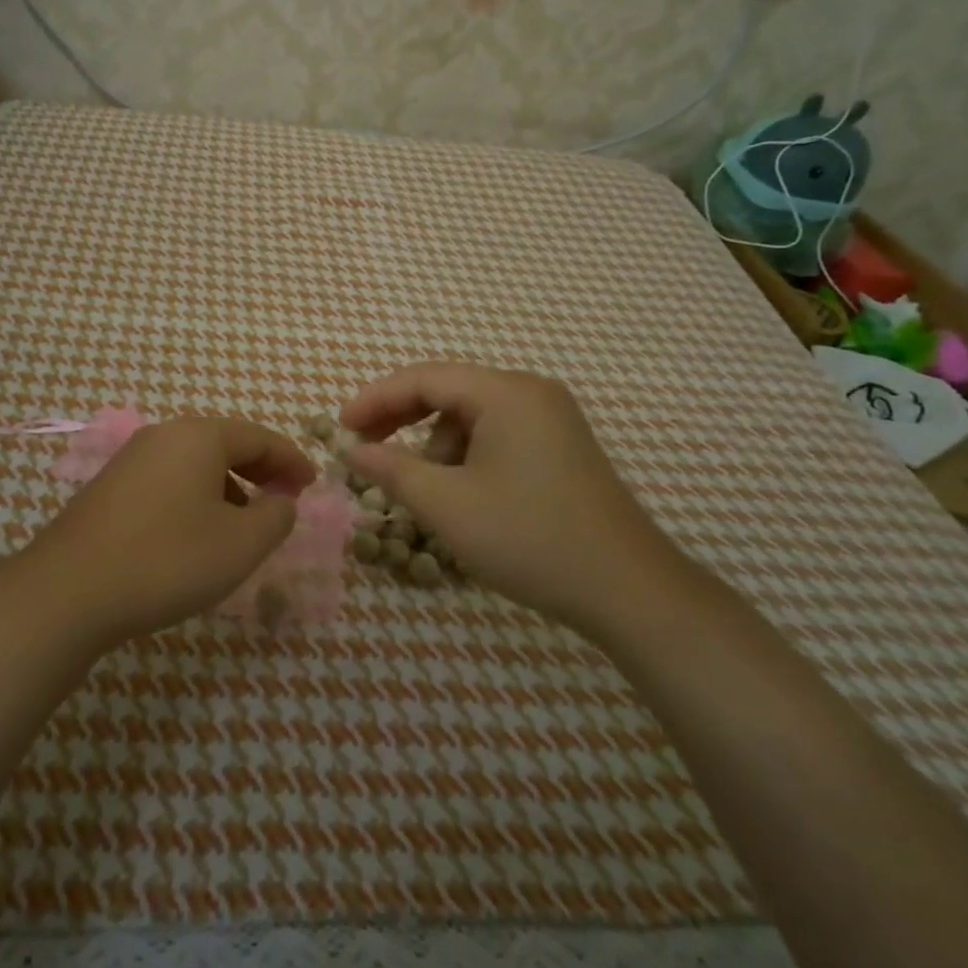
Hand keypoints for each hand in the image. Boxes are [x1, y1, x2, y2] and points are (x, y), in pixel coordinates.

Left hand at [25, 417, 315, 649]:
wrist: (68, 591)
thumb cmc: (168, 560)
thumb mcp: (241, 544)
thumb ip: (276, 516)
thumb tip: (281, 501)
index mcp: (199, 436)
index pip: (259, 436)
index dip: (291, 459)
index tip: (311, 485)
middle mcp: (163, 436)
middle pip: (225, 443)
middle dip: (260, 470)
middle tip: (284, 498)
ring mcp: (131, 460)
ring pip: (195, 464)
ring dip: (228, 486)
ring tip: (243, 523)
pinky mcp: (109, 488)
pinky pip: (168, 481)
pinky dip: (196, 497)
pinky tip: (196, 534)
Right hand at [340, 363, 687, 637]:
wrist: (627, 590)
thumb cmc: (528, 537)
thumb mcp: (446, 505)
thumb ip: (392, 469)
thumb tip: (353, 450)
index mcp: (506, 392)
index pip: (424, 378)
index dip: (375, 399)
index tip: (340, 428)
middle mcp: (531, 393)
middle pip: (449, 391)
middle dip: (401, 419)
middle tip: (364, 448)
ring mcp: (551, 419)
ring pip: (471, 417)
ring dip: (434, 445)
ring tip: (421, 489)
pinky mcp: (561, 447)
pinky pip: (497, 435)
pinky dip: (465, 457)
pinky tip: (459, 495)